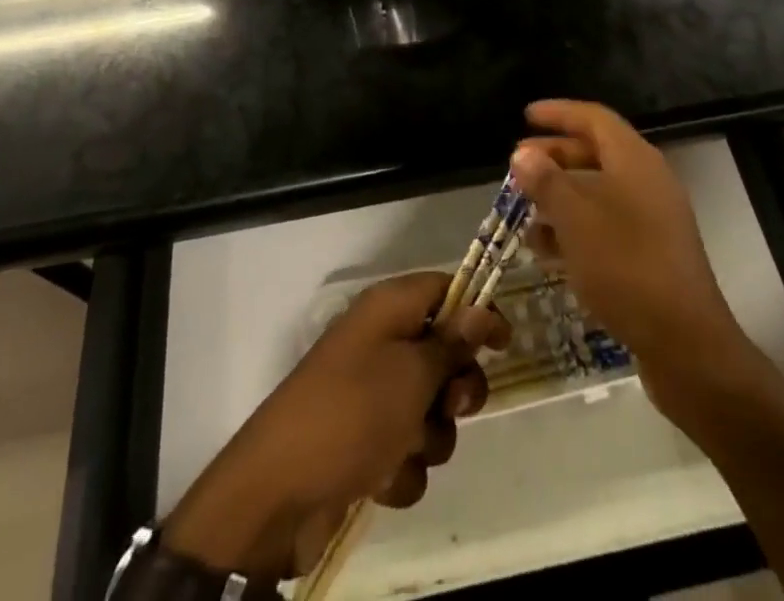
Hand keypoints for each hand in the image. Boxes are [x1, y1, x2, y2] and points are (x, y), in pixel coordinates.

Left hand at [163, 271, 509, 579]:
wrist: (278, 493)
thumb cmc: (352, 413)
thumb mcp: (412, 373)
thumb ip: (452, 343)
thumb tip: (480, 307)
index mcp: (388, 309)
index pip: (444, 289)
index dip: (477, 311)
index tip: (505, 344)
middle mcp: (381, 344)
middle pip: (443, 353)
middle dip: (457, 387)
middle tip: (452, 405)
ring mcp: (370, 395)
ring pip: (429, 409)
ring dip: (430, 436)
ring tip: (406, 449)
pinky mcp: (363, 443)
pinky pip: (406, 449)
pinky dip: (401, 468)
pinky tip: (382, 480)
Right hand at [510, 100, 747, 409]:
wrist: (686, 344)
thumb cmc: (626, 267)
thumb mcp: (576, 219)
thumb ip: (547, 181)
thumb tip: (523, 153)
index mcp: (635, 160)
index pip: (594, 118)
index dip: (559, 113)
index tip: (526, 115)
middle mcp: (647, 181)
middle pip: (596, 153)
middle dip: (554, 158)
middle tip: (517, 168)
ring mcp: (653, 219)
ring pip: (598, 193)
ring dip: (560, 197)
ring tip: (524, 211)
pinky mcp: (651, 254)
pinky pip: (607, 225)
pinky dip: (576, 228)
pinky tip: (547, 250)